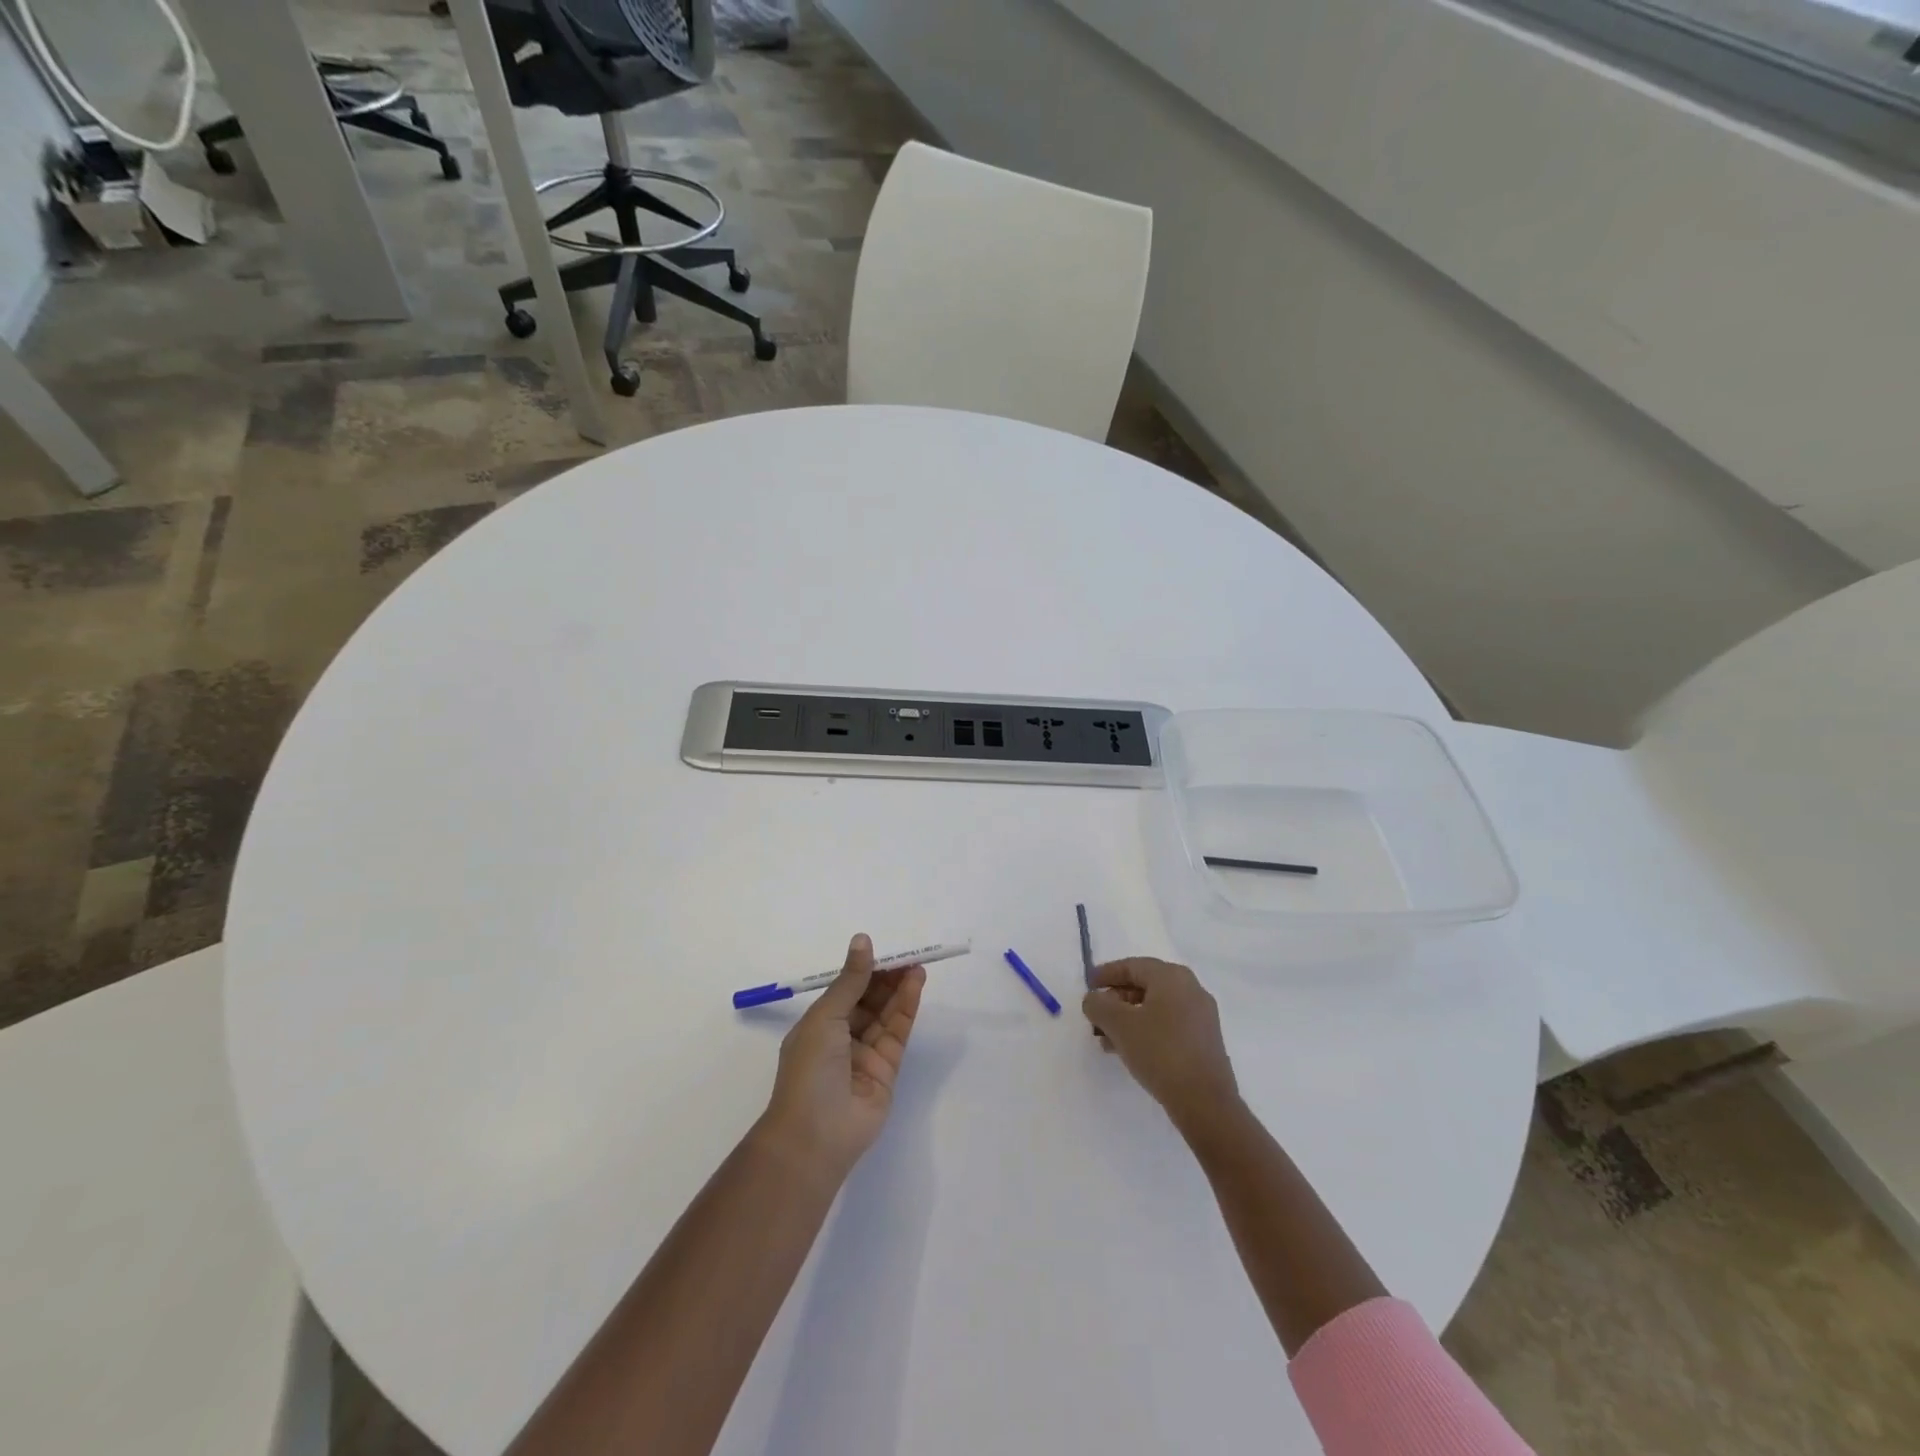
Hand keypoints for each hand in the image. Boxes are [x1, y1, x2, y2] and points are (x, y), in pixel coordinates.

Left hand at [758, 934, 926, 1181]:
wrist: (815, 1134)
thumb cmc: (809, 1069)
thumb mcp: (825, 1016)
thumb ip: (850, 980)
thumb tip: (862, 940)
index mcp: (818, 1025)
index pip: (845, 990)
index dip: (864, 970)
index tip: (883, 950)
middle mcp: (841, 1038)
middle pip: (869, 1001)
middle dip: (886, 977)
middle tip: (906, 955)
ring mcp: (865, 1055)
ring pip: (886, 1014)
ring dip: (900, 989)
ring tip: (917, 965)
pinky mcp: (887, 1069)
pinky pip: (898, 1032)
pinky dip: (907, 1007)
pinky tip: (916, 984)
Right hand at [1083, 958, 1239, 1132]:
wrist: (1205, 1102)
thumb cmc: (1160, 1052)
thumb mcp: (1119, 1024)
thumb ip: (1098, 1005)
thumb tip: (1094, 999)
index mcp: (1172, 977)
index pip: (1132, 965)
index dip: (1106, 974)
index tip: (1088, 985)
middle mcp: (1190, 989)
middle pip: (1144, 986)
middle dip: (1115, 1000)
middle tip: (1095, 1016)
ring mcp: (1200, 1016)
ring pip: (1155, 1008)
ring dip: (1128, 1019)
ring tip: (1105, 1039)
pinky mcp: (1203, 1041)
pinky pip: (1167, 1025)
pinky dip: (1145, 1030)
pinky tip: (1128, 1051)